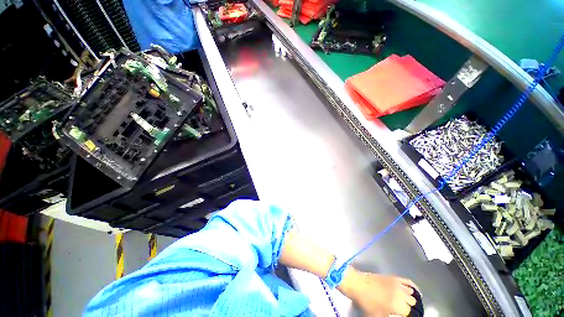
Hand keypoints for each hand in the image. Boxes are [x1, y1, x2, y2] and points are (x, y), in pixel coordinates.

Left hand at [338, 267, 418, 316]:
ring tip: (405, 303)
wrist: (356, 284)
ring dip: (409, 298)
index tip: (402, 315)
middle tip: (401, 310)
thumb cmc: (366, 302)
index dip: (406, 315)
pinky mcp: (392, 277)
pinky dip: (413, 287)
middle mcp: (400, 294)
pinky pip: (407, 281)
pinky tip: (414, 291)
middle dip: (408, 307)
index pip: (410, 313)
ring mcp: (397, 284)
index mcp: (398, 306)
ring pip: (411, 293)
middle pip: (412, 303)